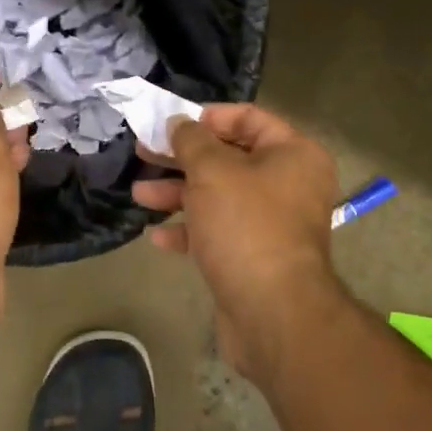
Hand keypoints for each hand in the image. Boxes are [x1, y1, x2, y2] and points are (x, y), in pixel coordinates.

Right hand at [133, 102, 343, 380]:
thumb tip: (179, 123)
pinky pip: (219, 232)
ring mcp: (272, 223)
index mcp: (292, 154)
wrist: (273, 313)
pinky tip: (158, 237)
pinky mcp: (255, 257)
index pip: (249, 118)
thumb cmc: (245, 226)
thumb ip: (191, 141)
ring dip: (178, 194)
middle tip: (144, 153)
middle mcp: (288, 184)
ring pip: (219, 197)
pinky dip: (190, 230)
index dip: (208, 117)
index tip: (172, 124)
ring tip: (139, 195)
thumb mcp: (211, 171)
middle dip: (183, 157)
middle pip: (229, 158)